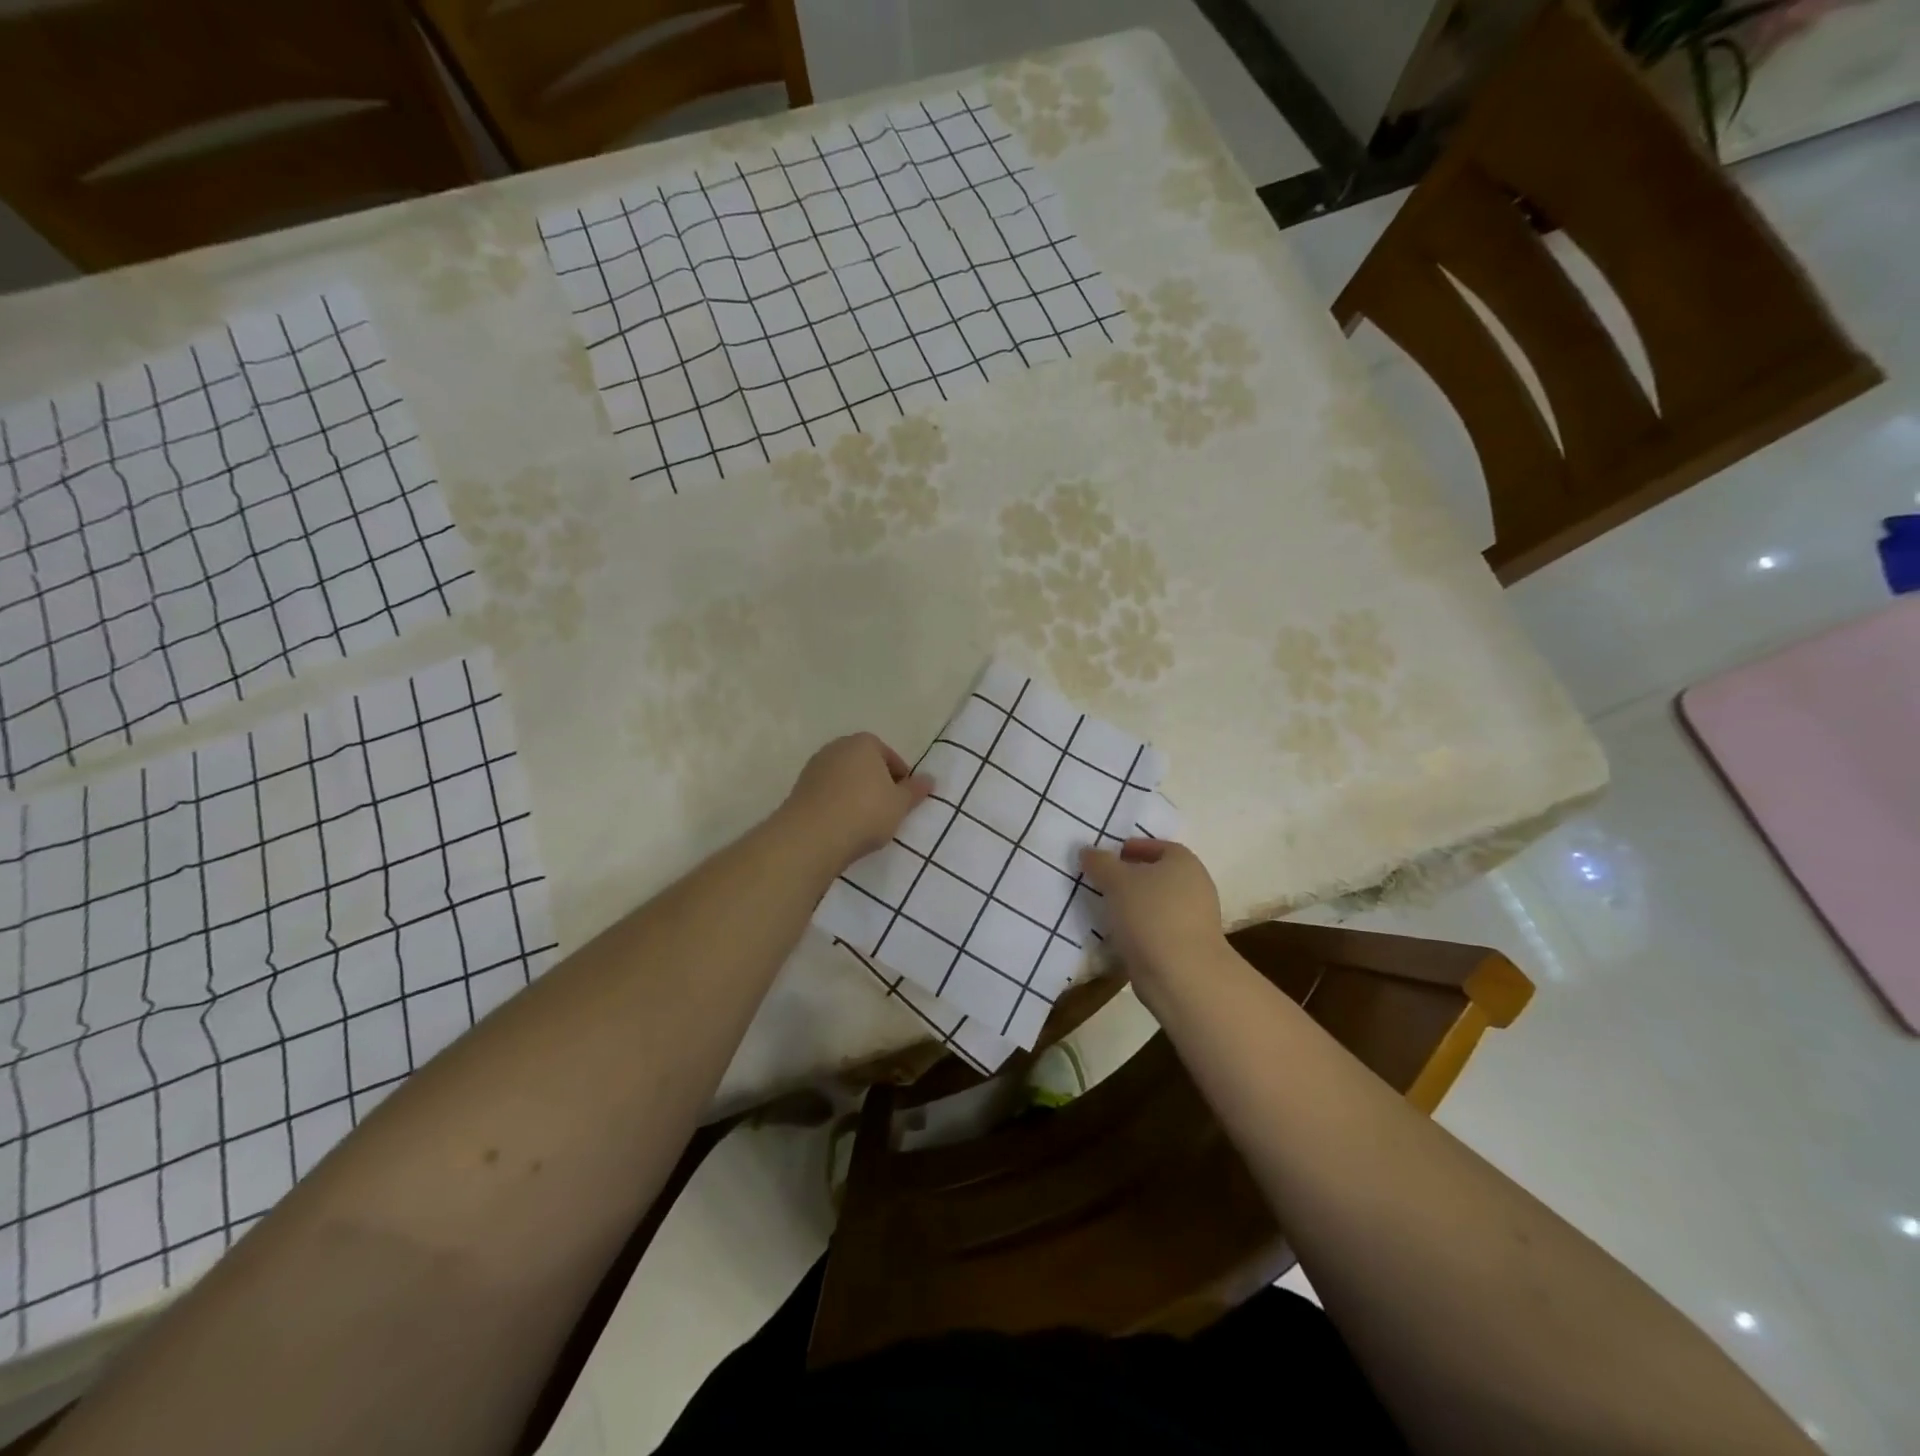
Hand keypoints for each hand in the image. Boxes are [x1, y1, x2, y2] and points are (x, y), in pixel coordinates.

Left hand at [780, 733, 932, 872]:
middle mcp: (837, 747)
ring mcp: (814, 767)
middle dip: (876, 783)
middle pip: (865, 764)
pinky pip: (827, 793)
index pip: (890, 756)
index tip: (904, 800)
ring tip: (865, 821)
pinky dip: (837, 804)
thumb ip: (915, 790)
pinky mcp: (799, 788)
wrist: (811, 836)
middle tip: (887, 809)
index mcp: (864, 743)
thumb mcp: (900, 804)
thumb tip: (930, 779)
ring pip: (844, 779)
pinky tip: (843, 825)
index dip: (900, 779)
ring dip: (855, 794)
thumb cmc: (865, 812)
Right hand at [1080, 839, 1225, 988]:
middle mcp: (1196, 886)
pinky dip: (1141, 929)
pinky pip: (1160, 929)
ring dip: (1135, 905)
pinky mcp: (1189, 947)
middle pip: (1159, 875)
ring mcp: (1196, 919)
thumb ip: (1100, 862)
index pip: (1157, 846)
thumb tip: (1087, 851)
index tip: (1108, 858)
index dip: (1132, 848)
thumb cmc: (1150, 915)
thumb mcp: (1116, 881)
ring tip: (1106, 910)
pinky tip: (1121, 936)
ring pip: (1158, 903)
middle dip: (1131, 878)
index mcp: (1184, 862)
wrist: (1182, 975)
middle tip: (1102, 882)